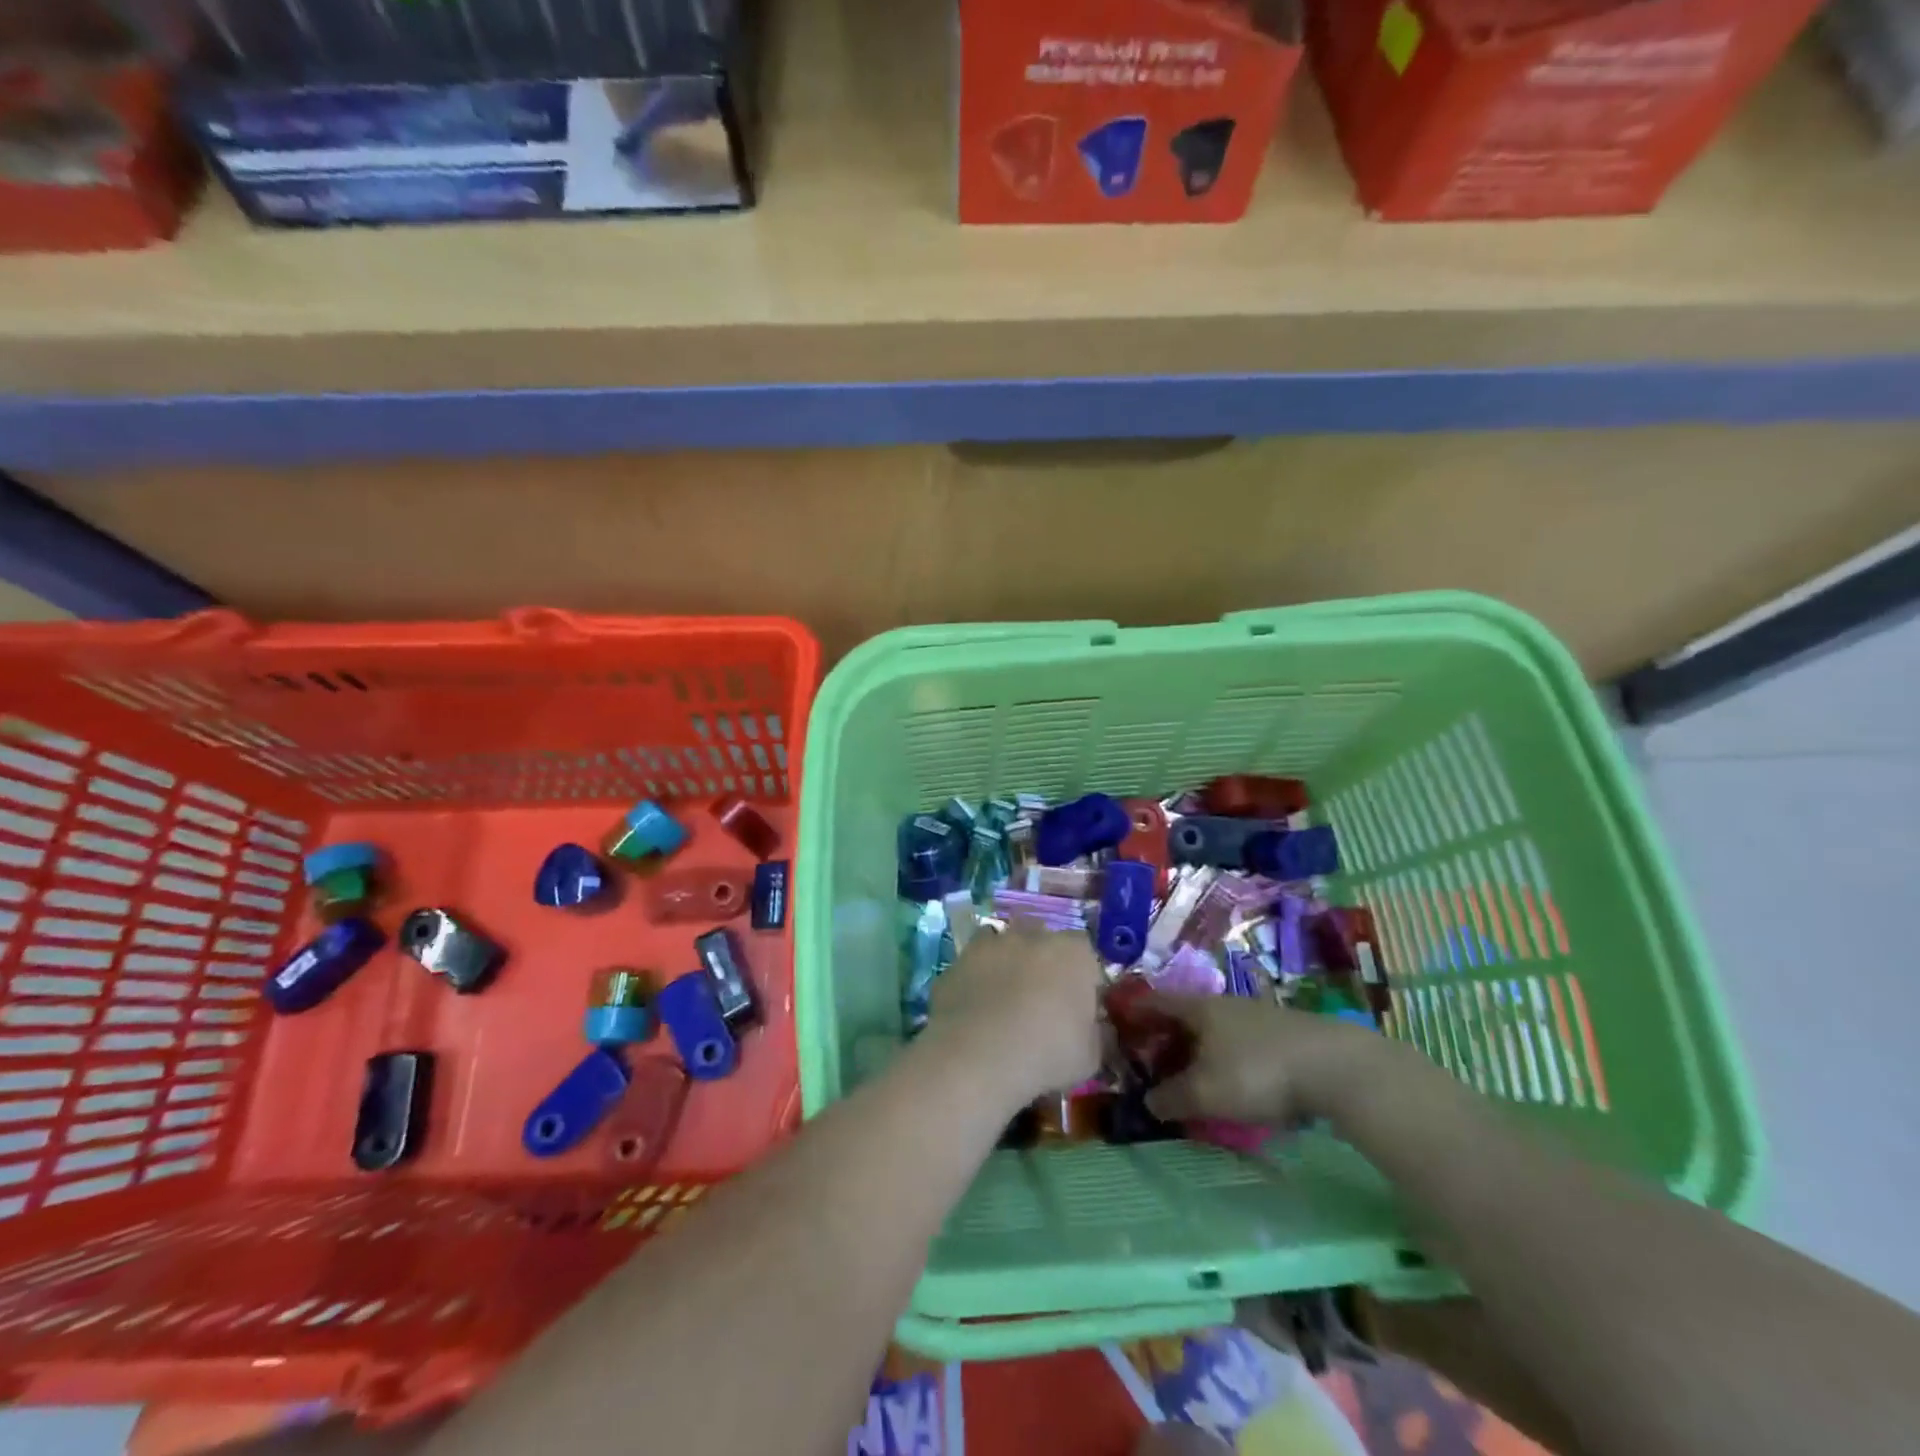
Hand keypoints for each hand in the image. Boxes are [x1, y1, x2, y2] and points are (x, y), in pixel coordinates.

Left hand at [925, 926, 1103, 1103]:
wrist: (977, 1055)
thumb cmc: (1046, 1052)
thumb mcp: (1090, 1057)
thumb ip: (1098, 1034)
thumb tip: (1098, 1029)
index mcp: (1074, 952)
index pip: (1087, 953)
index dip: (1084, 979)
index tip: (1079, 1007)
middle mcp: (1033, 935)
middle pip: (1045, 942)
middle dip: (1045, 964)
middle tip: (1042, 1003)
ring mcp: (991, 943)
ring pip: (1006, 946)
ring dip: (1009, 965)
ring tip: (1006, 1002)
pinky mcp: (958, 959)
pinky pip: (974, 965)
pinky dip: (977, 979)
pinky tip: (976, 1009)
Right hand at [1133, 991, 1385, 1125]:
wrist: (1337, 1067)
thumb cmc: (1257, 1072)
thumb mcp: (1205, 1092)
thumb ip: (1170, 1097)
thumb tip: (1147, 1102)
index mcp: (1197, 1008)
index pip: (1154, 1002)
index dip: (1133, 1014)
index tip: (1116, 1028)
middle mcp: (1223, 1004)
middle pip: (1183, 1017)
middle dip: (1165, 1039)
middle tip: (1150, 1065)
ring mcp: (1256, 1017)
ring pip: (1213, 1031)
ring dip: (1196, 1052)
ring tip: (1190, 1080)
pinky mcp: (1284, 1035)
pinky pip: (1239, 1044)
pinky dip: (1224, 1059)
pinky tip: (1232, 1084)